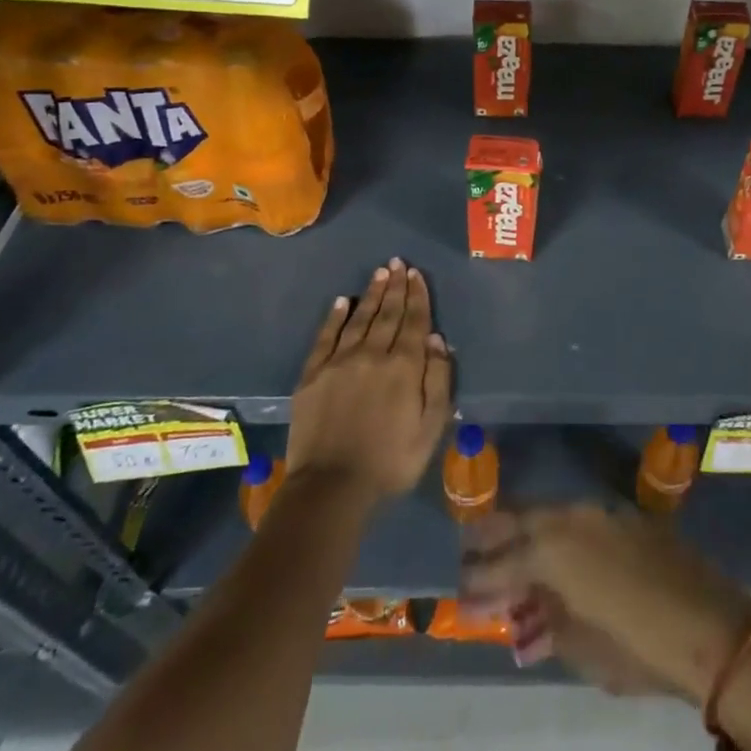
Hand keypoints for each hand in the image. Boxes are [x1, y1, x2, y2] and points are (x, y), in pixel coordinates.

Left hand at [286, 258, 451, 506]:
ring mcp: (339, 363)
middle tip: (397, 263)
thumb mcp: (431, 428)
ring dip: (371, 294)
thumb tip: (436, 339)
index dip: (417, 296)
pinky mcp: (312, 375)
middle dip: (395, 287)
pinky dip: (335, 317)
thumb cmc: (391, 462)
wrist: (331, 487)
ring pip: (359, 319)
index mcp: (404, 367)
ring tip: (379, 273)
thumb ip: (437, 380)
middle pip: (387, 314)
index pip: (413, 322)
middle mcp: (372, 355)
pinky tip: (341, 302)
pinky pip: (325, 337)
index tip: (417, 274)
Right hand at [462, 504, 750, 703]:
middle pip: (519, 521)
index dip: (478, 583)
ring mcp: (602, 514)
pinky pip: (582, 522)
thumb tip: (524, 621)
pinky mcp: (629, 518)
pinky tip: (561, 555)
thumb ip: (545, 626)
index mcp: (551, 551)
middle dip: (491, 536)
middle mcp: (571, 520)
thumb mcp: (582, 649)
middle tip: (470, 550)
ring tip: (511, 553)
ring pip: (551, 516)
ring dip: (528, 535)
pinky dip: (563, 538)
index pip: (500, 564)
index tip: (459, 595)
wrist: (714, 629)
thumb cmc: (639, 647)